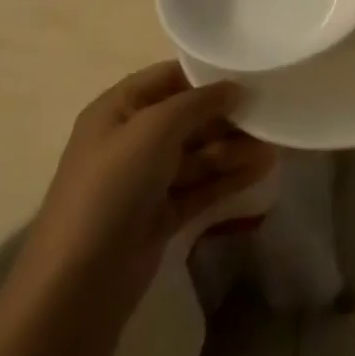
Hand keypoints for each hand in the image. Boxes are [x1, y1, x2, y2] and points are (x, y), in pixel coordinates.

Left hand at [17, 62, 276, 310]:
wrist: (79, 283)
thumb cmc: (113, 187)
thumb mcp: (155, 129)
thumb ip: (199, 102)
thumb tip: (235, 88)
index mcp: (117, 110)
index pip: (168, 78)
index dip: (207, 74)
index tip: (250, 72)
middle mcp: (130, 140)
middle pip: (187, 118)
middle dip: (227, 115)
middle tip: (270, 112)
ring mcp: (145, 180)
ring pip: (198, 154)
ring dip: (234, 148)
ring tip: (275, 146)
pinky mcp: (160, 216)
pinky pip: (200, 187)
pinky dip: (228, 178)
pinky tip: (261, 170)